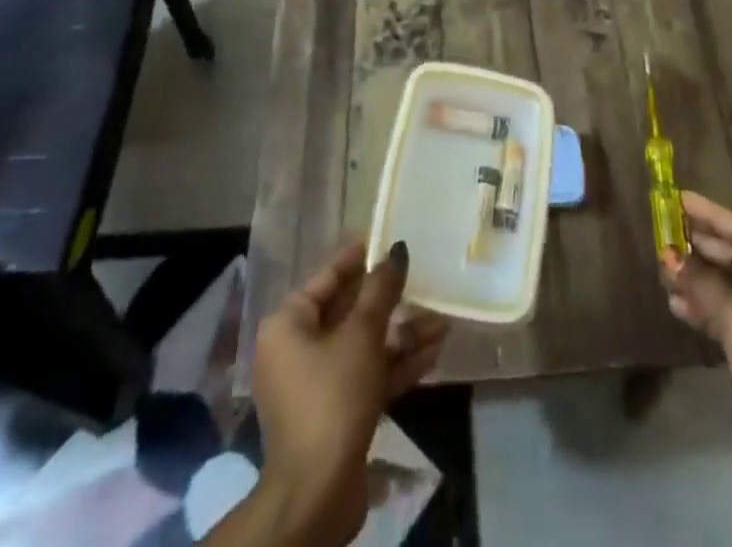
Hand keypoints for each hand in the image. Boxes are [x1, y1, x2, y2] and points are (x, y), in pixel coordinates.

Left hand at [234, 240, 447, 545]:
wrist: (317, 493)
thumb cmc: (332, 396)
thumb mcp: (361, 335)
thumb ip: (381, 290)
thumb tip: (397, 251)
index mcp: (289, 324)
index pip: (327, 279)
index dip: (357, 258)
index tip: (385, 238)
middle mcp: (298, 349)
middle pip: (349, 313)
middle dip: (391, 302)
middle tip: (423, 279)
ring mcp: (318, 384)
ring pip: (365, 346)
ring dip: (403, 335)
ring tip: (442, 320)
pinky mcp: (338, 413)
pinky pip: (369, 375)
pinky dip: (398, 364)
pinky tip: (434, 352)